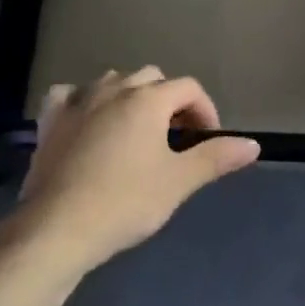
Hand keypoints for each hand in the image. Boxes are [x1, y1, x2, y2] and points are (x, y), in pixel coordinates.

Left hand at [3, 68, 259, 275]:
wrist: (58, 227)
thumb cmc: (125, 202)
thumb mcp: (178, 182)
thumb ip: (216, 157)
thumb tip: (253, 144)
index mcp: (148, 99)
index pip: (188, 87)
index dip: (204, 110)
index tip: (207, 140)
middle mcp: (114, 88)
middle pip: (152, 78)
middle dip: (168, 101)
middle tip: (174, 138)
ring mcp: (78, 100)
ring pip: (112, 81)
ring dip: (129, 97)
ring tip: (136, 132)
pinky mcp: (50, 119)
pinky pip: (69, 94)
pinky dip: (82, 101)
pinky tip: (86, 120)